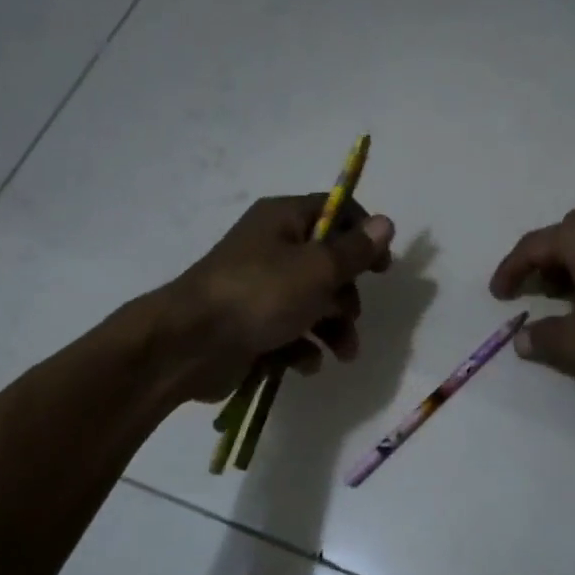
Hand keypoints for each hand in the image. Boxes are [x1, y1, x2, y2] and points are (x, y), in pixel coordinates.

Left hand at [164, 195, 394, 402]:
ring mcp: (260, 288)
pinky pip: (290, 330)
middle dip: (347, 295)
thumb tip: (386, 223)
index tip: (382, 267)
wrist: (189, 345)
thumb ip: (355, 250)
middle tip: (350, 315)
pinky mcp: (252, 324)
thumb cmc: (259, 295)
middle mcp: (271, 247)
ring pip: (313, 302)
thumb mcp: (317, 269)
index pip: (335, 211)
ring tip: (342, 353)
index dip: (364, 235)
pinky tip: (304, 363)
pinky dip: (303, 346)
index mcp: (283, 219)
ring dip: (334, 328)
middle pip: (327, 263)